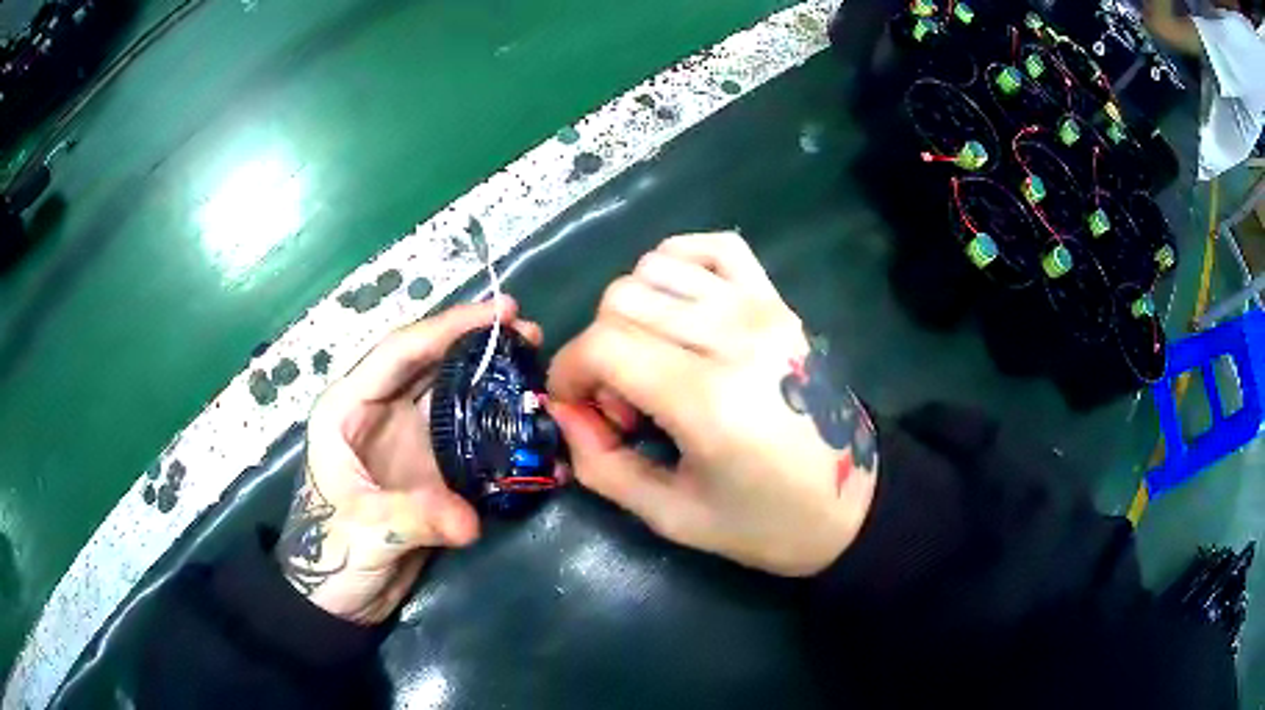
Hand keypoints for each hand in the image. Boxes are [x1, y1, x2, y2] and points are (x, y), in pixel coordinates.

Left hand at [278, 298, 541, 623]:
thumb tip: (471, 520)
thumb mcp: (363, 531)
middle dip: (479, 344)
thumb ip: (413, 516)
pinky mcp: (431, 470)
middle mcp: (380, 413)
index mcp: (348, 408)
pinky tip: (529, 426)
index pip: (400, 352)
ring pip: (454, 396)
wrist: (340, 600)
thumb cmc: (329, 555)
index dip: (449, 327)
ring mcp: (408, 442)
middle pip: (432, 364)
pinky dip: (498, 431)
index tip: (501, 312)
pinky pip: (468, 439)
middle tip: (530, 333)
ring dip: (493, 382)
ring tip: (537, 371)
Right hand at [547, 233, 878, 576]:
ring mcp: (762, 309)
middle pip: (623, 299)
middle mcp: (735, 337)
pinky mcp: (778, 300)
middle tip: (622, 402)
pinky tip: (678, 306)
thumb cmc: (765, 523)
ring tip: (654, 362)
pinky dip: (679, 262)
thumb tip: (563, 411)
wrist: (853, 502)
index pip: (604, 343)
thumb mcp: (673, 517)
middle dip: (598, 350)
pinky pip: (714, 247)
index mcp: (709, 400)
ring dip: (632, 312)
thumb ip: (602, 465)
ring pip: (656, 268)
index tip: (573, 406)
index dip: (568, 370)